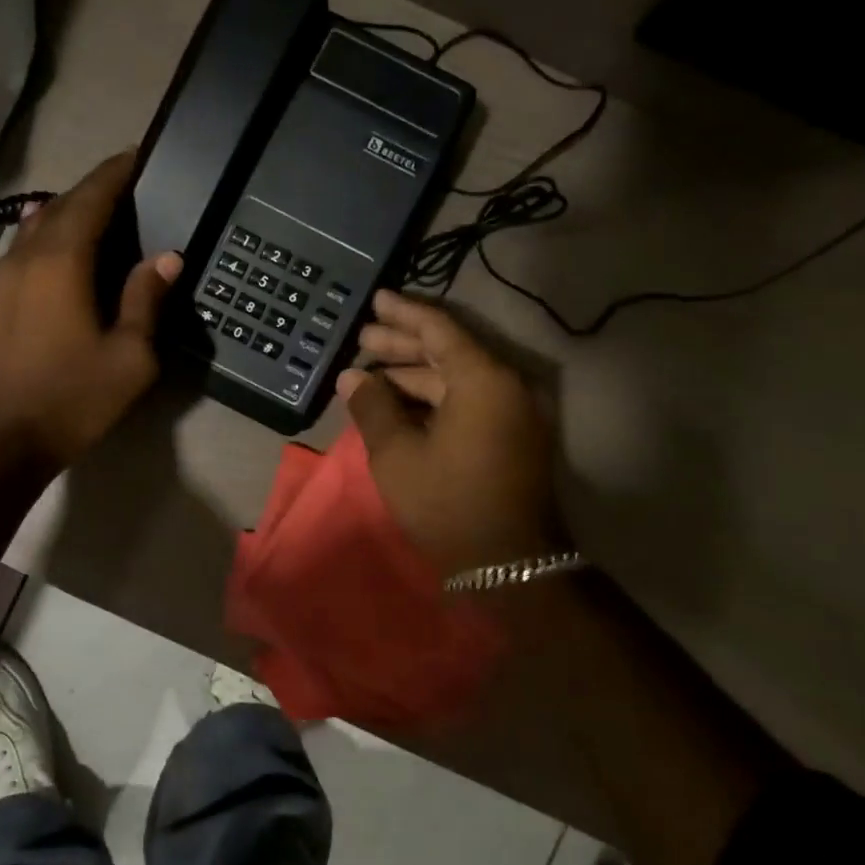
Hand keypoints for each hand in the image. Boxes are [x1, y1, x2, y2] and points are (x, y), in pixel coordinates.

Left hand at [0, 151, 182, 477]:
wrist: (2, 440)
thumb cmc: (73, 398)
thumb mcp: (130, 356)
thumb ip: (146, 299)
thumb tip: (167, 256)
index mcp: (63, 260)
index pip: (93, 197)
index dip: (117, 173)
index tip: (140, 156)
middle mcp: (28, 255)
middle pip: (64, 204)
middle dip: (96, 188)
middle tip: (130, 184)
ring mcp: (4, 275)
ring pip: (38, 223)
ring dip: (70, 209)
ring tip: (100, 209)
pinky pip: (23, 245)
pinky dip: (47, 231)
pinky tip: (54, 237)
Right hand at [338, 290, 565, 576]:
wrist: (509, 564)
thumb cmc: (448, 504)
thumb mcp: (396, 455)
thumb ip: (373, 407)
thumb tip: (353, 378)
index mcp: (482, 380)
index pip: (439, 330)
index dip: (403, 313)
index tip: (376, 300)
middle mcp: (505, 385)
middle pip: (448, 351)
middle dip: (403, 343)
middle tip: (362, 338)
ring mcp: (512, 411)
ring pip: (456, 378)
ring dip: (414, 373)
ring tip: (370, 373)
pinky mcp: (510, 435)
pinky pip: (467, 400)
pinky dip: (432, 397)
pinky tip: (398, 401)